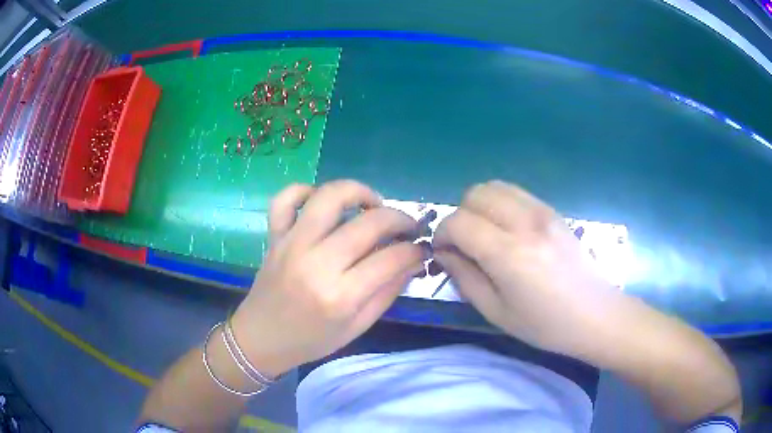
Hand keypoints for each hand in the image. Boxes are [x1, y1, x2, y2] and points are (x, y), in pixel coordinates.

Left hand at [231, 180, 424, 376]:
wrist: (261, 338)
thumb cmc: (312, 340)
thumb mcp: (358, 326)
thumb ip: (388, 292)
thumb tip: (412, 261)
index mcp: (340, 296)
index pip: (391, 258)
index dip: (415, 250)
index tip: (421, 249)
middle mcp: (316, 263)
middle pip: (369, 222)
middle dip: (400, 219)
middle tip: (408, 227)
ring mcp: (291, 244)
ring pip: (329, 197)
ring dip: (360, 192)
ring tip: (373, 205)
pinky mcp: (274, 236)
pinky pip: (285, 199)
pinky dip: (305, 190)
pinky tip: (321, 202)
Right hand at [433, 180, 621, 357]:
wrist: (594, 314)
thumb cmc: (545, 324)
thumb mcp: (496, 311)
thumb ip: (464, 278)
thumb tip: (444, 253)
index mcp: (509, 253)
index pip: (459, 222)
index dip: (442, 234)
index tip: (443, 252)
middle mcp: (525, 222)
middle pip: (476, 194)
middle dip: (460, 215)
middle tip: (464, 243)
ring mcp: (542, 212)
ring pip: (495, 186)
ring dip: (480, 206)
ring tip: (485, 234)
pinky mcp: (552, 211)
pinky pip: (516, 193)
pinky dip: (501, 204)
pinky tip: (507, 230)